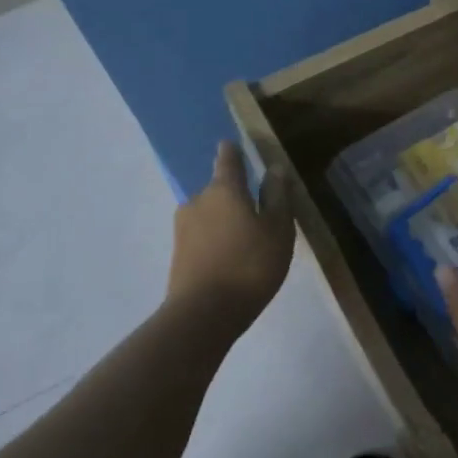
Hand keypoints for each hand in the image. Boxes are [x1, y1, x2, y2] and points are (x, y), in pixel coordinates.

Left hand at [168, 140, 294, 331]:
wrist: (204, 312)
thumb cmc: (251, 264)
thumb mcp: (278, 230)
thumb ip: (277, 196)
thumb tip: (275, 168)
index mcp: (225, 189)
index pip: (228, 159)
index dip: (232, 151)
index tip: (234, 145)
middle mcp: (198, 200)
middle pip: (219, 189)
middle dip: (235, 195)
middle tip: (258, 211)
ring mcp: (183, 227)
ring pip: (210, 214)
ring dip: (226, 220)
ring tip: (247, 239)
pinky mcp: (178, 252)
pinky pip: (203, 235)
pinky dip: (217, 239)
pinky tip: (231, 257)